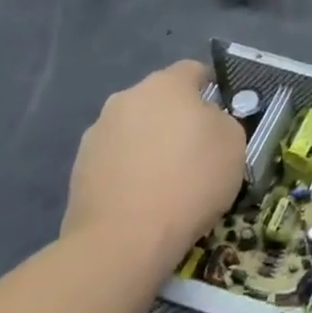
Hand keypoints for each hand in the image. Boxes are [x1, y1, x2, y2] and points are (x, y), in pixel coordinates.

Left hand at [62, 61, 243, 277]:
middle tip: (196, 150)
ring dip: (149, 144)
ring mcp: (97, 134)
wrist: (122, 242)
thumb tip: (204, 121)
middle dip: (176, 117)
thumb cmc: (189, 180)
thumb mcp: (233, 142)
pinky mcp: (77, 171)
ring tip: (166, 181)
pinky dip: (129, 172)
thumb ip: (221, 120)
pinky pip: (115, 161)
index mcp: (166, 84)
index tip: (221, 116)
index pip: (193, 71)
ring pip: (135, 130)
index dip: (211, 89)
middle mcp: (126, 99)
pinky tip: (142, 199)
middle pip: (160, 100)